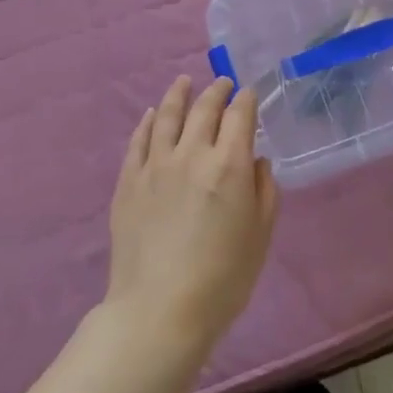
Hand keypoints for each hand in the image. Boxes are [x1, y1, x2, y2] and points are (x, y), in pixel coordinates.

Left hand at [105, 77, 278, 362]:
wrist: (159, 310)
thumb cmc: (222, 279)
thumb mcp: (260, 236)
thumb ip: (263, 191)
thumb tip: (256, 161)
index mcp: (229, 164)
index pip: (240, 116)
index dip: (247, 100)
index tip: (249, 94)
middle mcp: (192, 153)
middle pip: (204, 109)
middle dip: (217, 91)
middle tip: (222, 83)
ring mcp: (155, 165)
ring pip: (167, 115)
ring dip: (178, 94)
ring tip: (184, 82)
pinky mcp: (128, 181)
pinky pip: (139, 140)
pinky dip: (148, 122)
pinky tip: (152, 114)